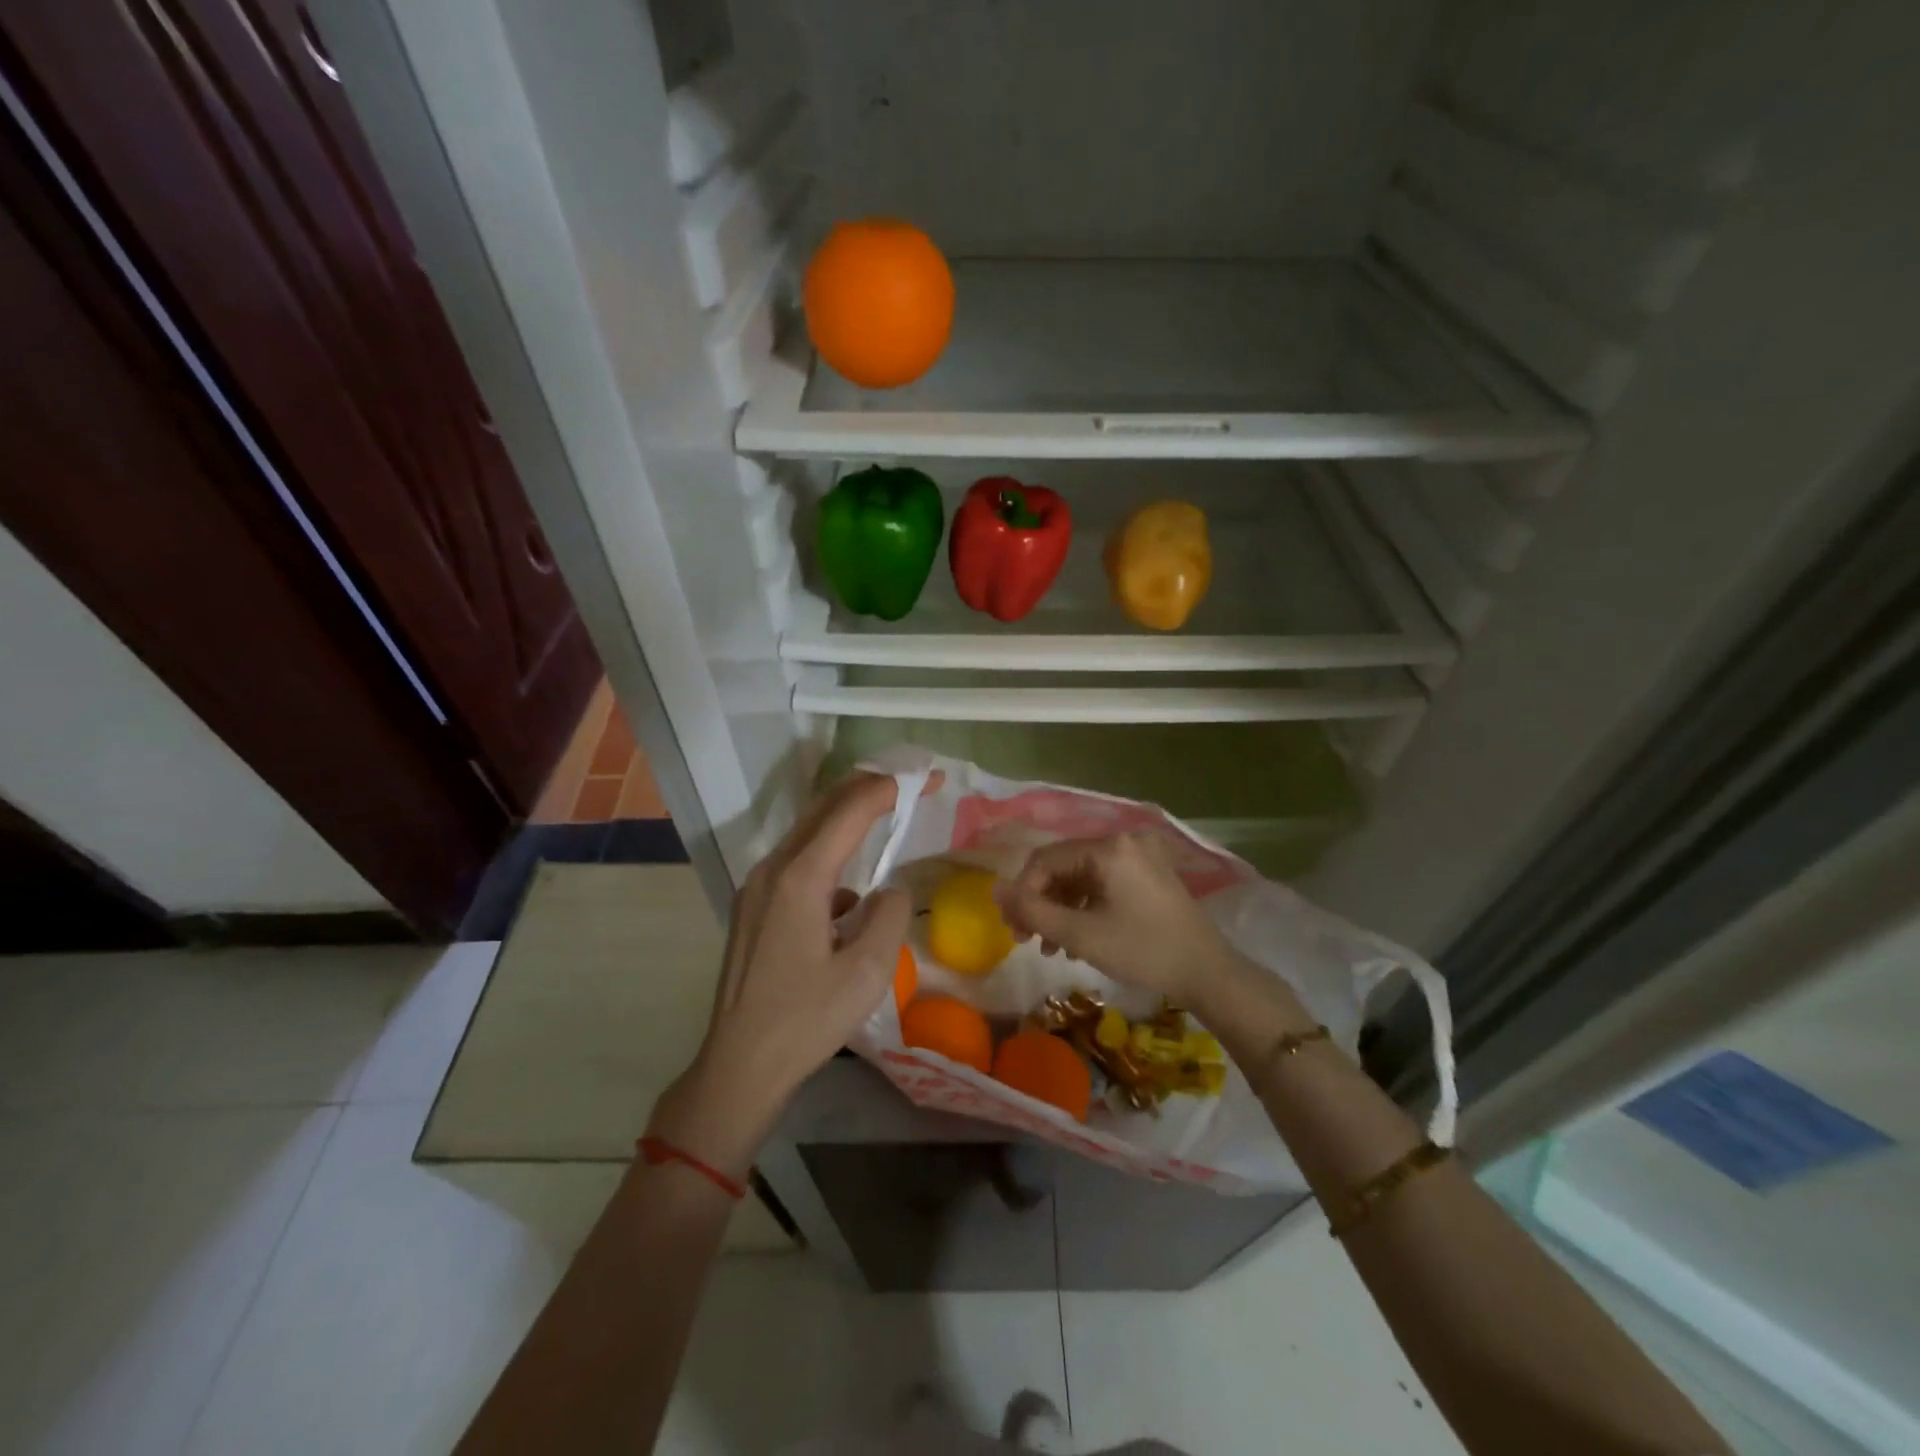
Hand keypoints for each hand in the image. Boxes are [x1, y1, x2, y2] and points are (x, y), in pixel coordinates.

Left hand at [650, 772, 932, 1176]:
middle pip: (823, 809)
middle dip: (869, 789)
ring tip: (885, 814)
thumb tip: (891, 890)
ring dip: (847, 818)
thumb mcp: (867, 972)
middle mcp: (772, 870)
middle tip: (912, 783)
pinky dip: (828, 855)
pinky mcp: (753, 907)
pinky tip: (848, 889)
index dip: (891, 788)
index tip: (930, 779)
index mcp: (800, 878)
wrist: (739, 1066)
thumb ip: (890, 916)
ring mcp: (756, 887)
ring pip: (807, 833)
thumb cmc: (805, 1021)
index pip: (850, 811)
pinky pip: (796, 863)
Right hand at [995, 831, 1244, 1006]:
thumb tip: (994, 890)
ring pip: (1081, 875)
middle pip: (1064, 865)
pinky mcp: (1148, 873)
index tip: (1014, 929)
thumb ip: (1033, 911)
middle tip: (1026, 939)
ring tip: (1051, 947)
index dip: (1023, 893)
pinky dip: (1084, 906)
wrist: (1208, 973)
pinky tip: (1077, 939)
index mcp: (1109, 847)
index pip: (1046, 860)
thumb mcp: (1081, 934)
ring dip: (1061, 908)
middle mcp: (1124, 840)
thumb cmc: (1143, 951)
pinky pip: (1102, 882)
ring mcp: (1139, 855)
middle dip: (1041, 902)